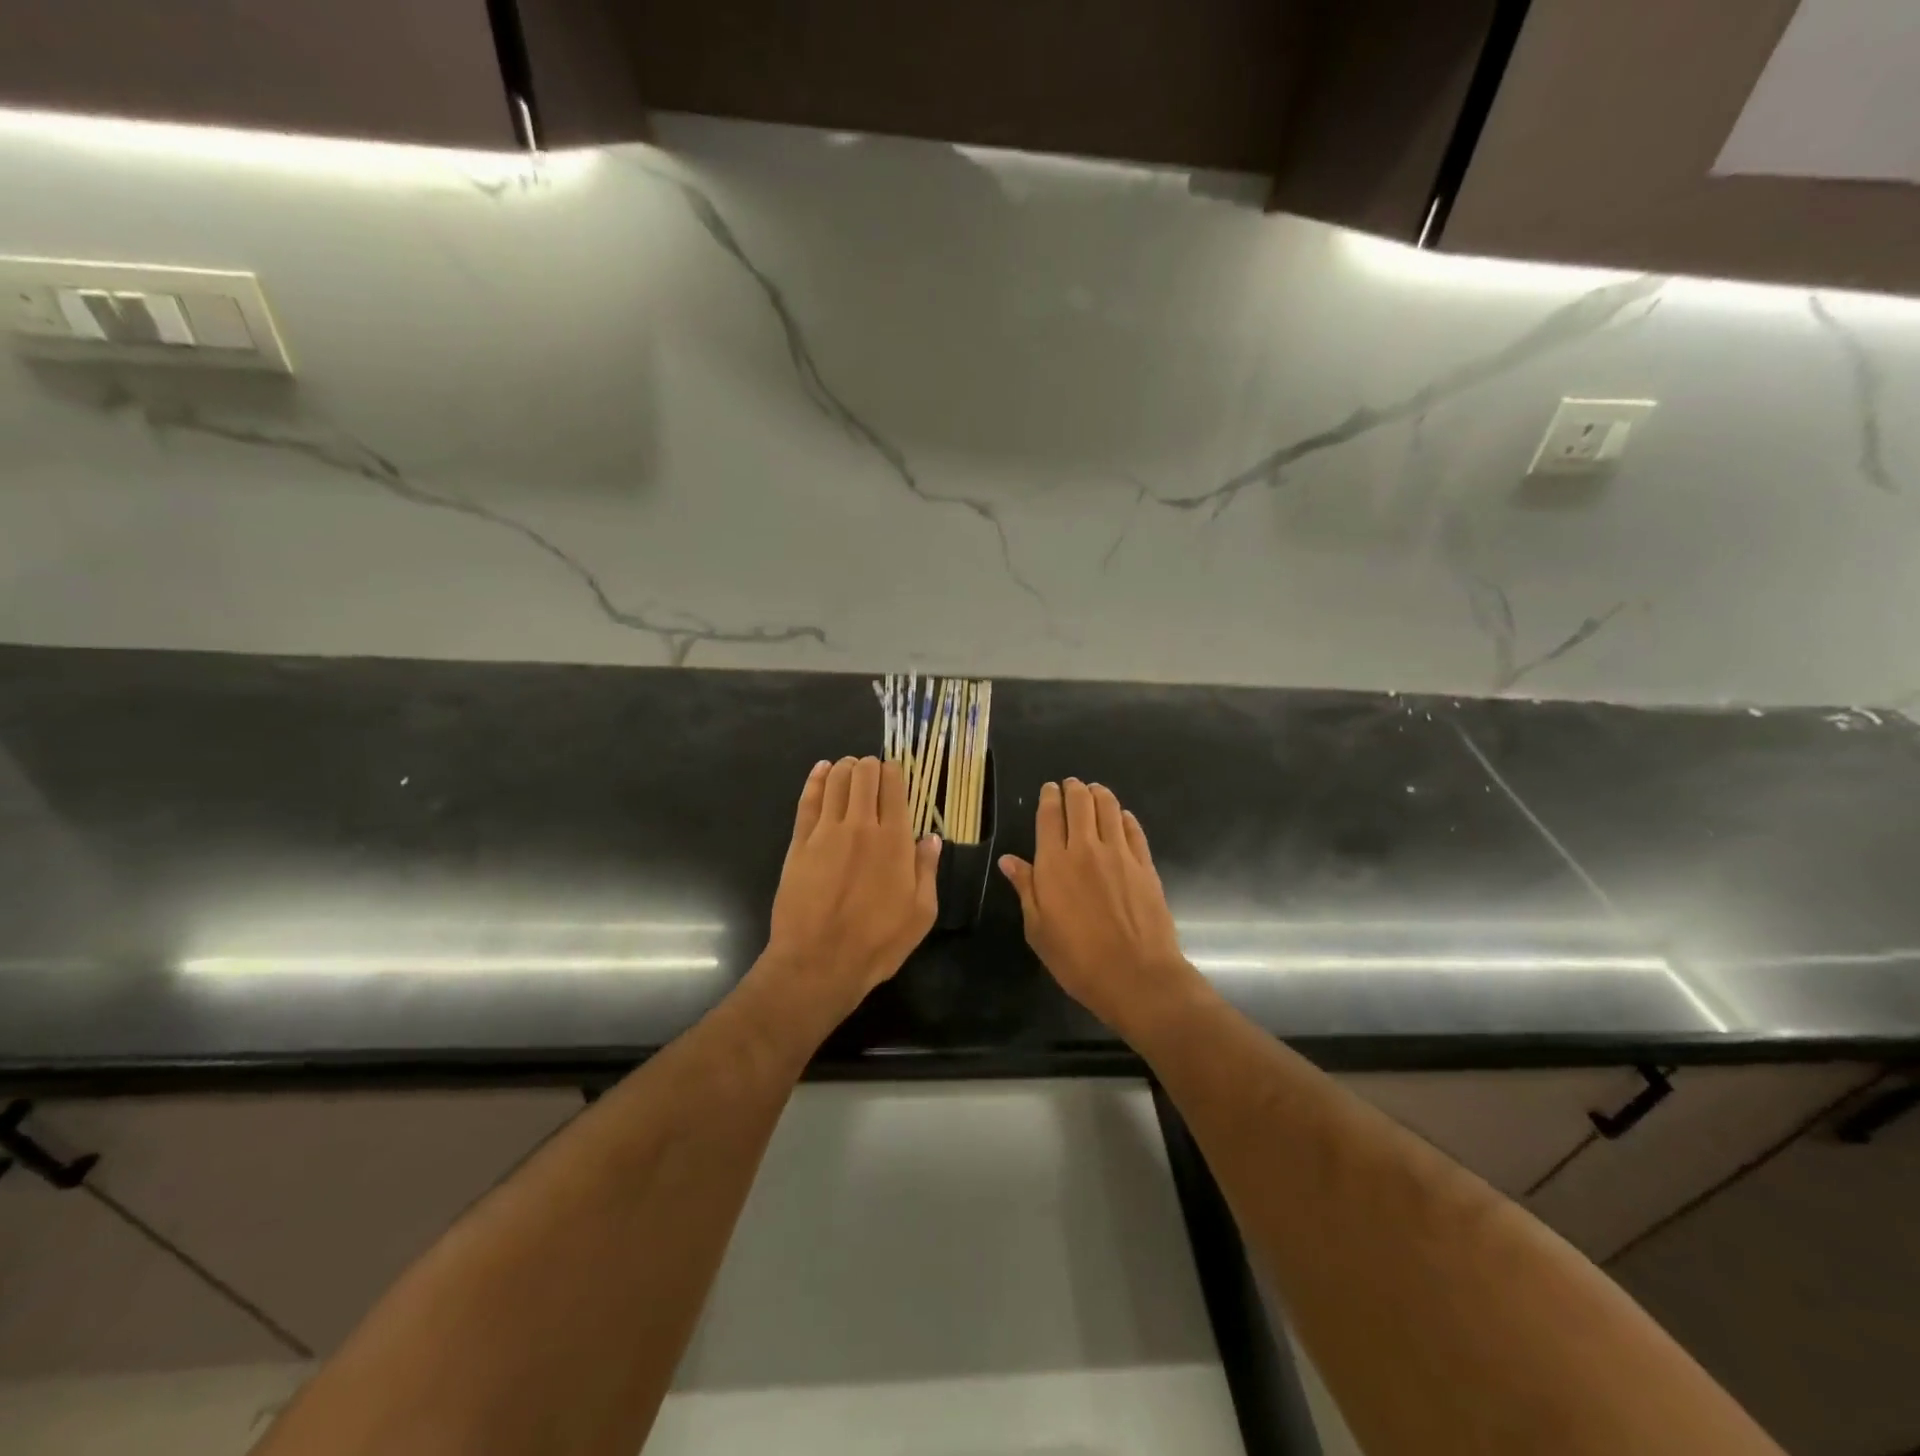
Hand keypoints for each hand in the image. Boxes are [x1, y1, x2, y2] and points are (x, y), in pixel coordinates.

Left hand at [762, 757, 940, 1023]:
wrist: (818, 963)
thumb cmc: (877, 943)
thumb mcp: (920, 914)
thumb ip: (927, 871)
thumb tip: (931, 839)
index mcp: (894, 841)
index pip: (894, 788)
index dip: (895, 773)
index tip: (895, 774)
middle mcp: (861, 826)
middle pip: (864, 776)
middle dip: (871, 766)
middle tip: (873, 772)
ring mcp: (826, 832)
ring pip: (836, 781)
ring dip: (846, 768)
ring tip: (850, 768)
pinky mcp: (799, 843)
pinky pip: (808, 800)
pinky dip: (816, 780)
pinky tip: (822, 770)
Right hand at [999, 780, 1205, 1040]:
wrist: (1136, 976)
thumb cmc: (1077, 959)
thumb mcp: (1038, 929)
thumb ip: (1025, 888)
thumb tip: (1008, 860)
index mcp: (1054, 863)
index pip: (1050, 815)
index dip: (1049, 797)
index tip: (1049, 789)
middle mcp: (1086, 849)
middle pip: (1081, 803)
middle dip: (1074, 789)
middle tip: (1071, 786)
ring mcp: (1120, 854)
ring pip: (1109, 808)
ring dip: (1100, 794)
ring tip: (1095, 791)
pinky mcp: (1145, 865)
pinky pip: (1134, 830)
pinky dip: (1125, 817)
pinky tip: (1122, 817)